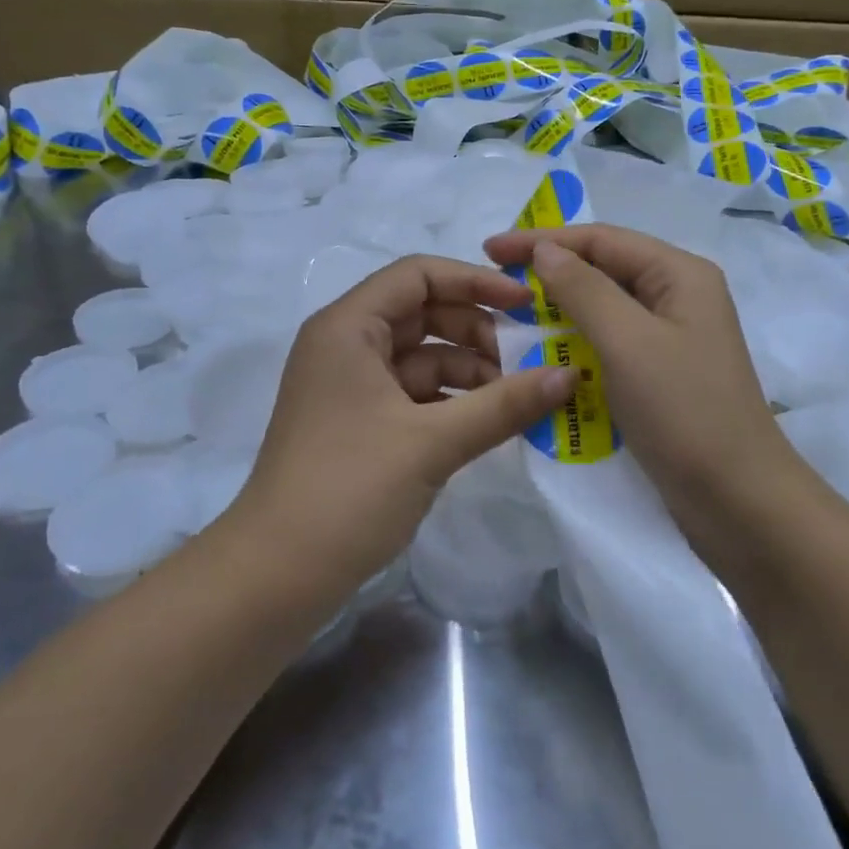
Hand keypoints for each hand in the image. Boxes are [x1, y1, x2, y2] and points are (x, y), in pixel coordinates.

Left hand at [231, 255, 574, 592]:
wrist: (277, 573)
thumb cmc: (350, 488)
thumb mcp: (433, 442)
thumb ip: (505, 404)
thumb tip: (570, 374)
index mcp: (348, 327)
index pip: (418, 275)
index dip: (475, 281)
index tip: (527, 304)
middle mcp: (344, 345)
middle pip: (421, 314)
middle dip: (477, 331)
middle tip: (529, 359)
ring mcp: (348, 386)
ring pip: (419, 357)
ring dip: (468, 371)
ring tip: (516, 399)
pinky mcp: (356, 423)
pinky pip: (411, 393)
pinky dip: (450, 401)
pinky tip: (488, 422)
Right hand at [482, 224, 811, 577]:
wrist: (738, 501)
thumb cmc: (684, 411)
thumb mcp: (628, 342)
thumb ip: (583, 290)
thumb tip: (545, 250)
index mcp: (680, 274)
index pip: (601, 240)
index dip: (541, 240)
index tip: (489, 249)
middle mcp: (678, 297)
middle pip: (603, 269)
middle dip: (549, 273)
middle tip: (494, 283)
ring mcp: (671, 338)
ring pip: (603, 309)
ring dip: (558, 310)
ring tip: (509, 318)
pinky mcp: (661, 375)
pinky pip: (609, 344)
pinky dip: (575, 345)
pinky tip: (543, 356)